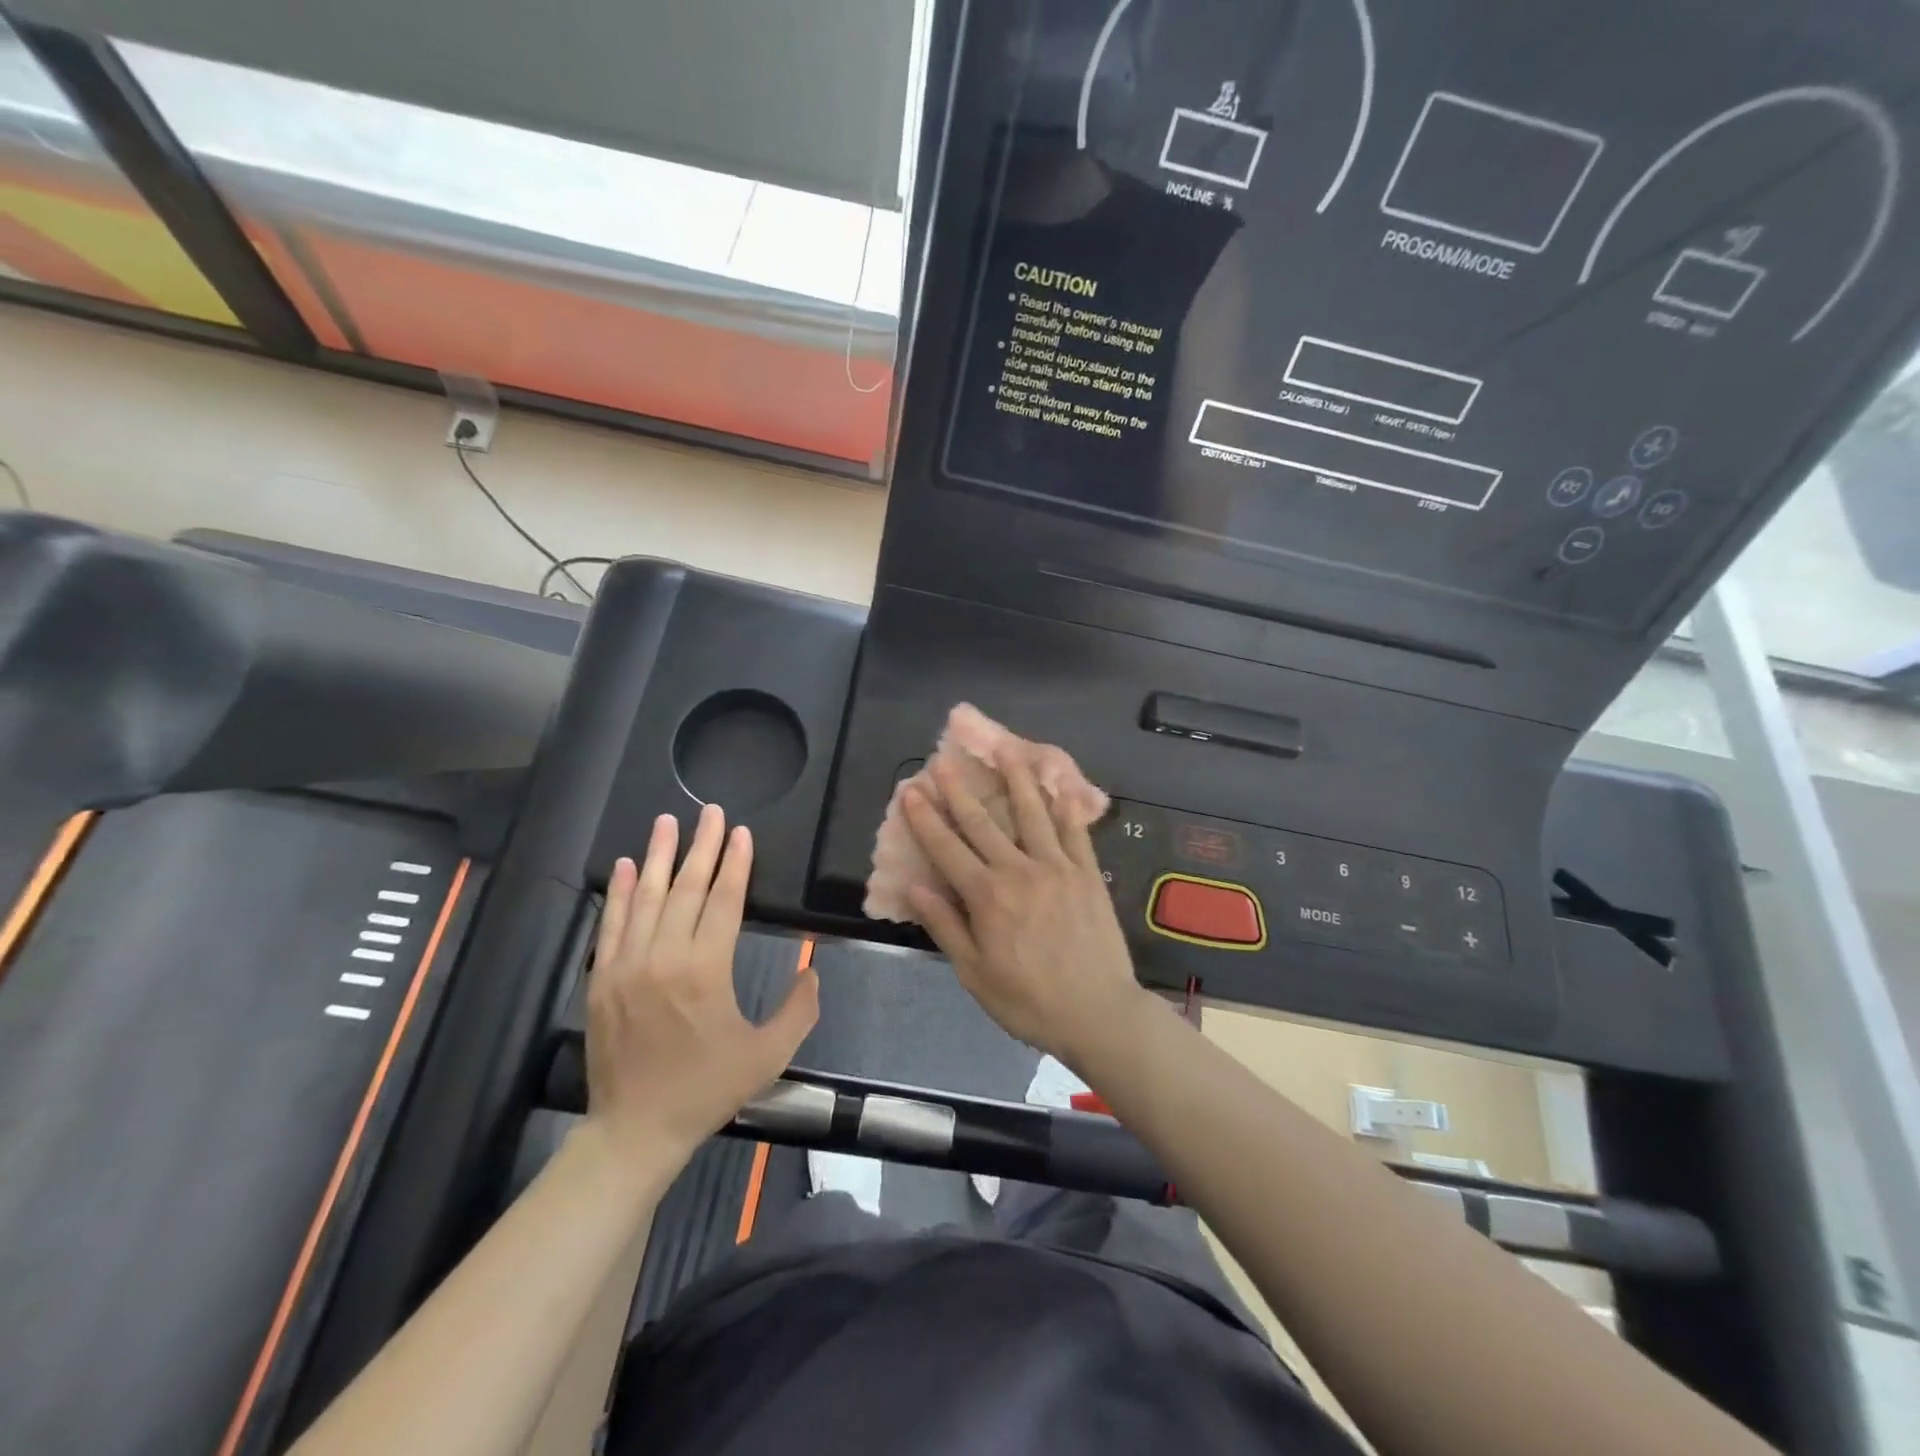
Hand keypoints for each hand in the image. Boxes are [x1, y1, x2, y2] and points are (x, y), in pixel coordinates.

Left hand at [585, 804, 818, 1165]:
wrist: (635, 1130)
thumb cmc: (707, 1090)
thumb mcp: (768, 1055)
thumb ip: (799, 1009)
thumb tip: (811, 969)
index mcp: (705, 970)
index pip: (723, 900)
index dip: (735, 863)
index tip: (740, 832)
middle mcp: (663, 957)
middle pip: (686, 889)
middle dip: (701, 846)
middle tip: (710, 812)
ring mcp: (626, 966)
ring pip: (645, 898)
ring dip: (657, 857)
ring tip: (665, 821)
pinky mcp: (602, 979)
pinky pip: (611, 925)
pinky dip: (619, 893)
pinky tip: (624, 867)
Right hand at [900, 750, 1146, 1068]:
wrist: (1098, 1013)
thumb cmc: (1029, 1000)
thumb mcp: (974, 973)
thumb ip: (945, 926)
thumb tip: (915, 885)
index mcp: (987, 896)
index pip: (946, 848)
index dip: (925, 818)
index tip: (909, 791)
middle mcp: (1019, 870)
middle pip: (982, 822)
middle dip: (958, 791)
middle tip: (942, 761)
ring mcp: (1057, 867)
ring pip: (1031, 813)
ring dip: (1015, 779)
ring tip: (1005, 750)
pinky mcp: (1087, 872)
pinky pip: (1074, 830)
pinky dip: (1064, 804)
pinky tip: (1058, 784)